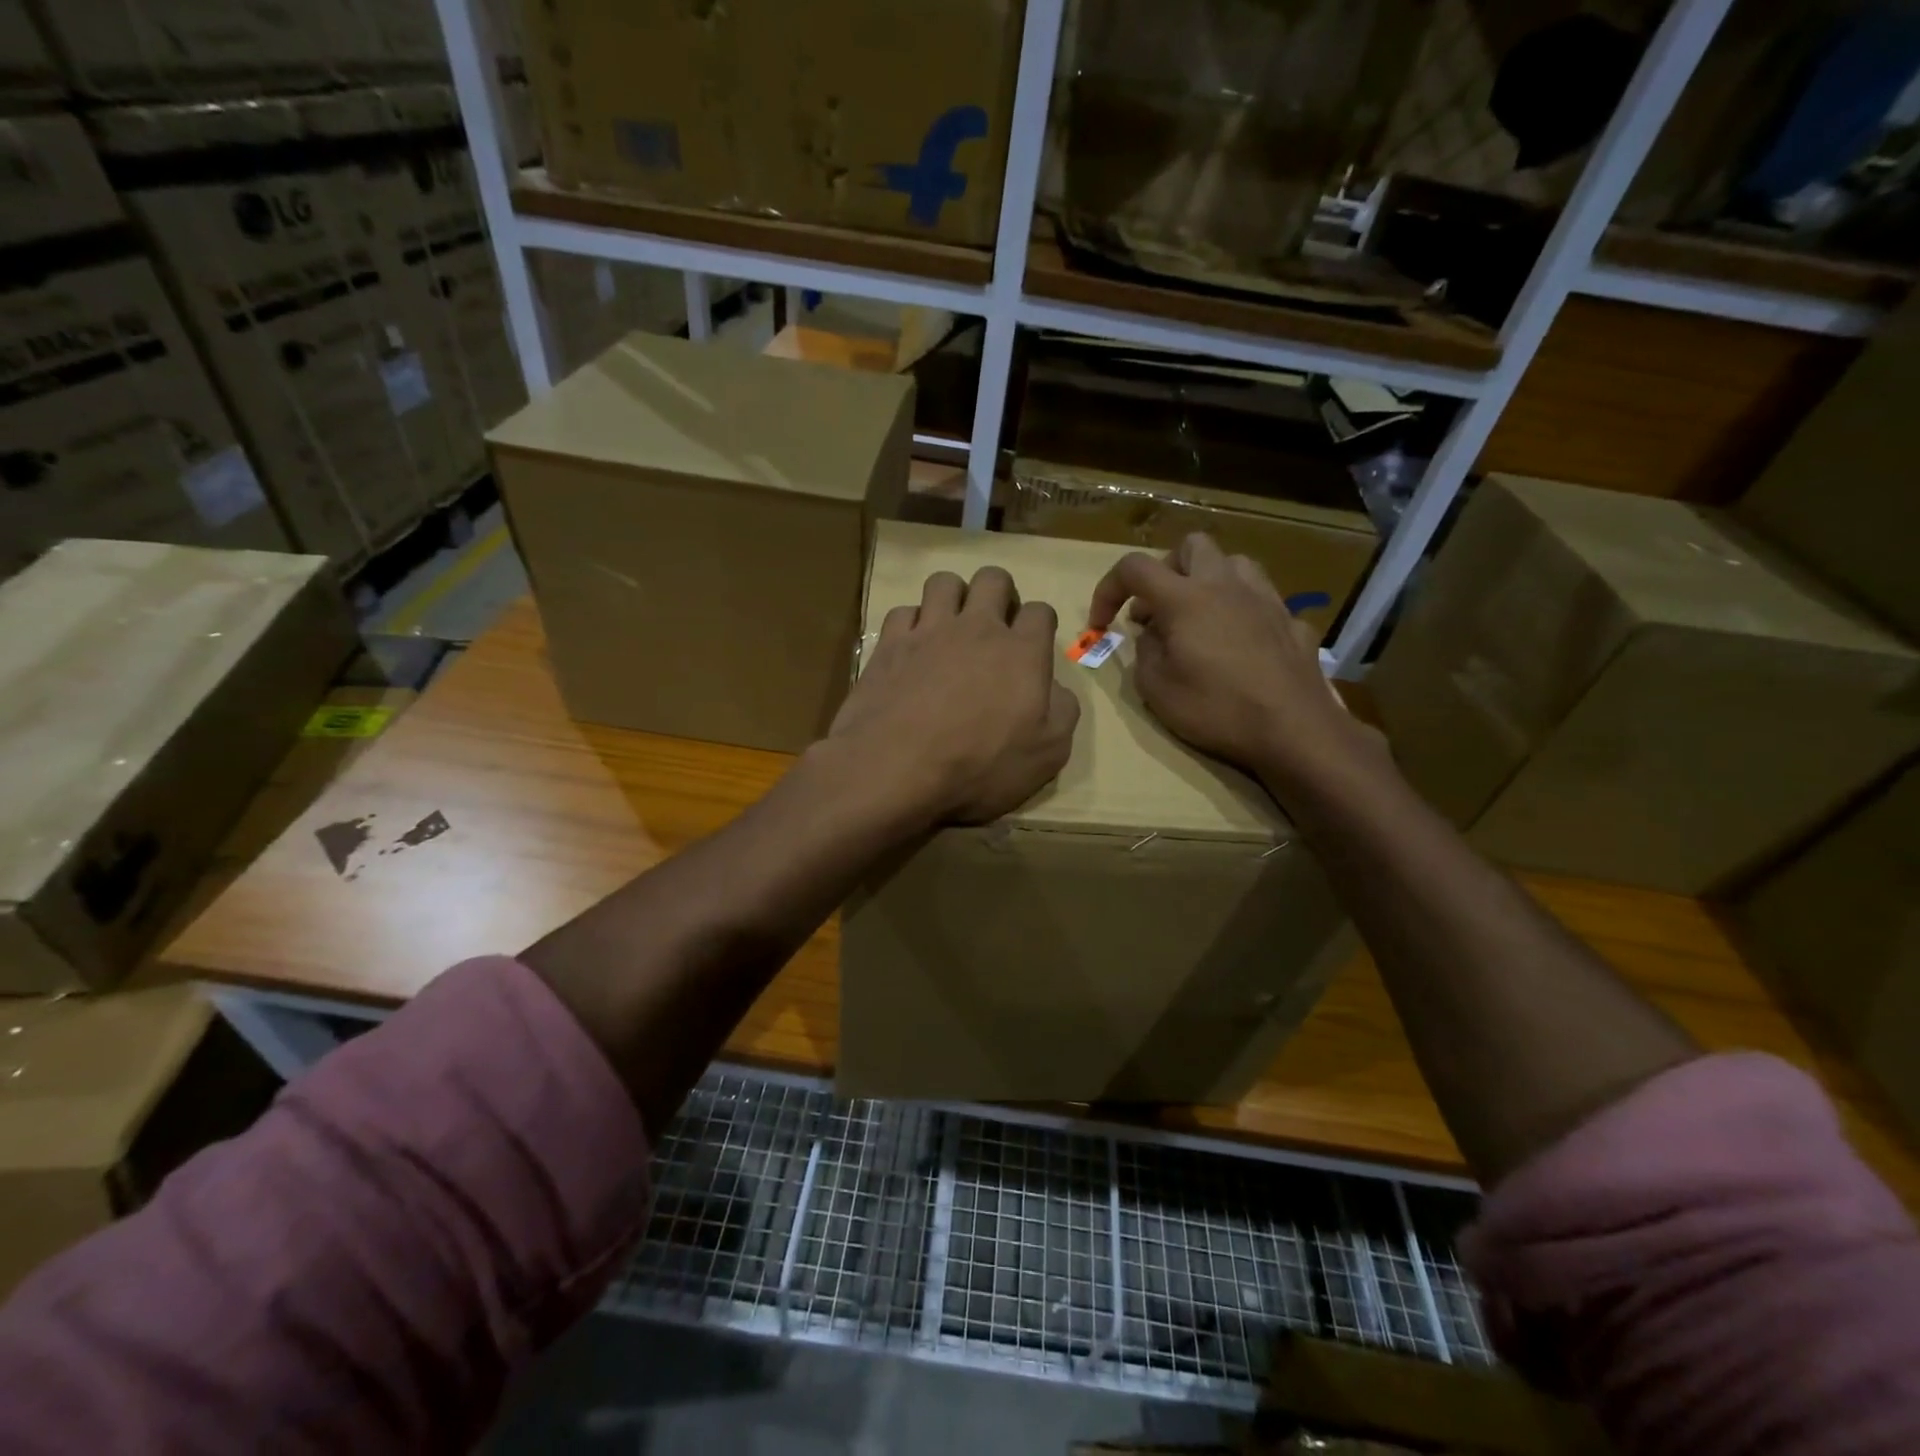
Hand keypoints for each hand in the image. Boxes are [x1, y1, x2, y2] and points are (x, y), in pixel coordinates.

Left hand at [829, 566, 1079, 823]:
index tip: (1033, 645)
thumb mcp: (1047, 754)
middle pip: (993, 579)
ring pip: (944, 582)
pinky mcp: (890, 643)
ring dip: (953, 597)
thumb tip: (1056, 688)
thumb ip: (1062, 712)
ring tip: (951, 625)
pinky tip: (912, 646)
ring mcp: (929, 630)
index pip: (1040, 612)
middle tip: (995, 624)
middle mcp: (977, 628)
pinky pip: (903, 611)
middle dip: (999, 593)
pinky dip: (911, 623)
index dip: (1040, 624)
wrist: (897, 766)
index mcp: (1021, 652)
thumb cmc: (980, 765)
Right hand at [1087, 534, 1375, 790]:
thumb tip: (1153, 636)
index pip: (1134, 568)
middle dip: (1166, 570)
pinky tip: (1241, 644)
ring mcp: (1266, 599)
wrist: (1293, 728)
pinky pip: (1262, 600)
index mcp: (1185, 598)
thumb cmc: (1216, 709)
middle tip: (1156, 610)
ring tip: (1199, 619)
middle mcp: (1226, 585)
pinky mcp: (1292, 621)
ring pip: (1234, 563)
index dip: (1108, 589)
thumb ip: (1145, 652)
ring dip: (1209, 582)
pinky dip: (1242, 612)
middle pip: (1191, 546)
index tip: (1101, 624)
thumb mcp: (1156, 689)